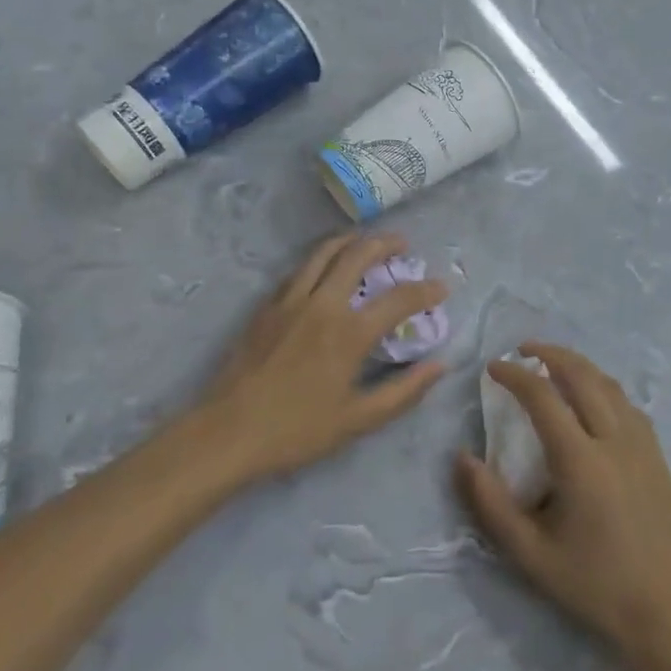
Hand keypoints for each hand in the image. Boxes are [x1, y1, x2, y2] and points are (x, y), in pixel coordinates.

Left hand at [193, 232, 447, 483]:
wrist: (228, 432)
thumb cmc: (297, 430)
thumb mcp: (358, 420)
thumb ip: (403, 392)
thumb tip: (439, 366)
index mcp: (350, 333)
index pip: (399, 299)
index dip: (426, 290)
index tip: (442, 286)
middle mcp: (323, 304)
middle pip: (358, 256)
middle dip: (385, 244)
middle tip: (402, 244)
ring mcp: (290, 300)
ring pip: (324, 252)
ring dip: (350, 240)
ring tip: (365, 239)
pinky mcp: (267, 306)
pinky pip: (299, 269)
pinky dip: (320, 258)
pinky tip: (324, 267)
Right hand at [455, 343, 670, 670]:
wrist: (662, 608)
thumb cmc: (591, 582)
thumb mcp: (529, 552)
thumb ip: (490, 503)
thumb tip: (462, 458)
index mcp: (581, 461)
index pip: (543, 397)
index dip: (515, 375)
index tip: (493, 367)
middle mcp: (614, 440)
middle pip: (581, 375)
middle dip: (549, 353)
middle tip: (523, 350)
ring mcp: (642, 444)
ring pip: (609, 384)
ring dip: (578, 365)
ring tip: (554, 364)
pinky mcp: (657, 454)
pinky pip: (628, 404)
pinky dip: (603, 387)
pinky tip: (593, 399)